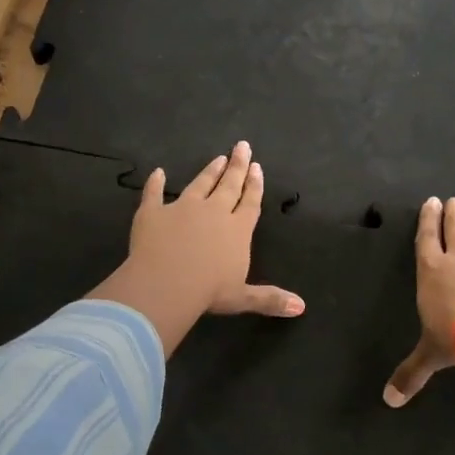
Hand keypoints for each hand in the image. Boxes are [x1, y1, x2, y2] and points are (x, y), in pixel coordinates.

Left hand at [88, 141, 302, 355]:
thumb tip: (301, 307)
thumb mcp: (243, 297)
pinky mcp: (153, 213)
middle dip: (237, 166)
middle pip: (229, 185)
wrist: (166, 283)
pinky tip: (157, 172)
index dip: (255, 185)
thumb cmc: (209, 292)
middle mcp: (213, 212)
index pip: (250, 203)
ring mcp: (182, 209)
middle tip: (242, 146)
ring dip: (209, 171)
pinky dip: (155, 183)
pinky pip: (154, 194)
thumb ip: (270, 299)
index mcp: (237, 230)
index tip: (257, 167)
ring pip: (200, 184)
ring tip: (218, 158)